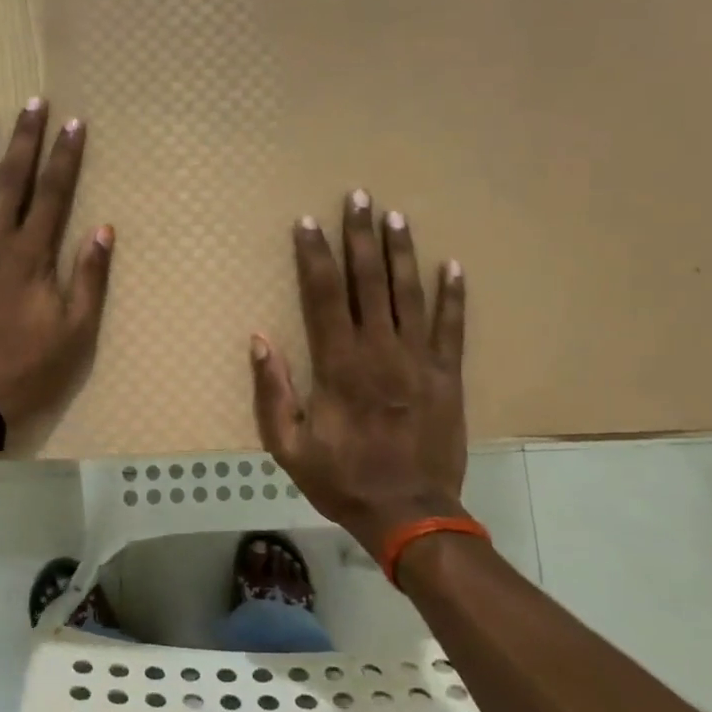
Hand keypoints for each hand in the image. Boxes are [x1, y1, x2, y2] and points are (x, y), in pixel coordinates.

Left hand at [0, 98, 113, 435]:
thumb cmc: (26, 368)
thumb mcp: (74, 331)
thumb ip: (89, 278)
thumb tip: (104, 230)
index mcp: (30, 255)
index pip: (53, 193)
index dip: (65, 156)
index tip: (74, 123)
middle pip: (10, 180)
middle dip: (24, 139)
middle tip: (31, 104)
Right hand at [249, 190, 468, 556]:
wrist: (410, 515)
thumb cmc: (343, 480)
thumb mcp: (289, 447)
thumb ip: (272, 392)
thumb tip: (258, 340)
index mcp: (339, 365)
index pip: (322, 296)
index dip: (313, 256)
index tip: (307, 222)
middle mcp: (379, 351)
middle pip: (368, 282)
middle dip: (360, 236)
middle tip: (359, 196)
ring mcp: (418, 360)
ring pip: (409, 294)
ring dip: (401, 253)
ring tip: (396, 216)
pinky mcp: (447, 376)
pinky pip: (451, 327)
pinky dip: (453, 296)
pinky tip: (453, 265)